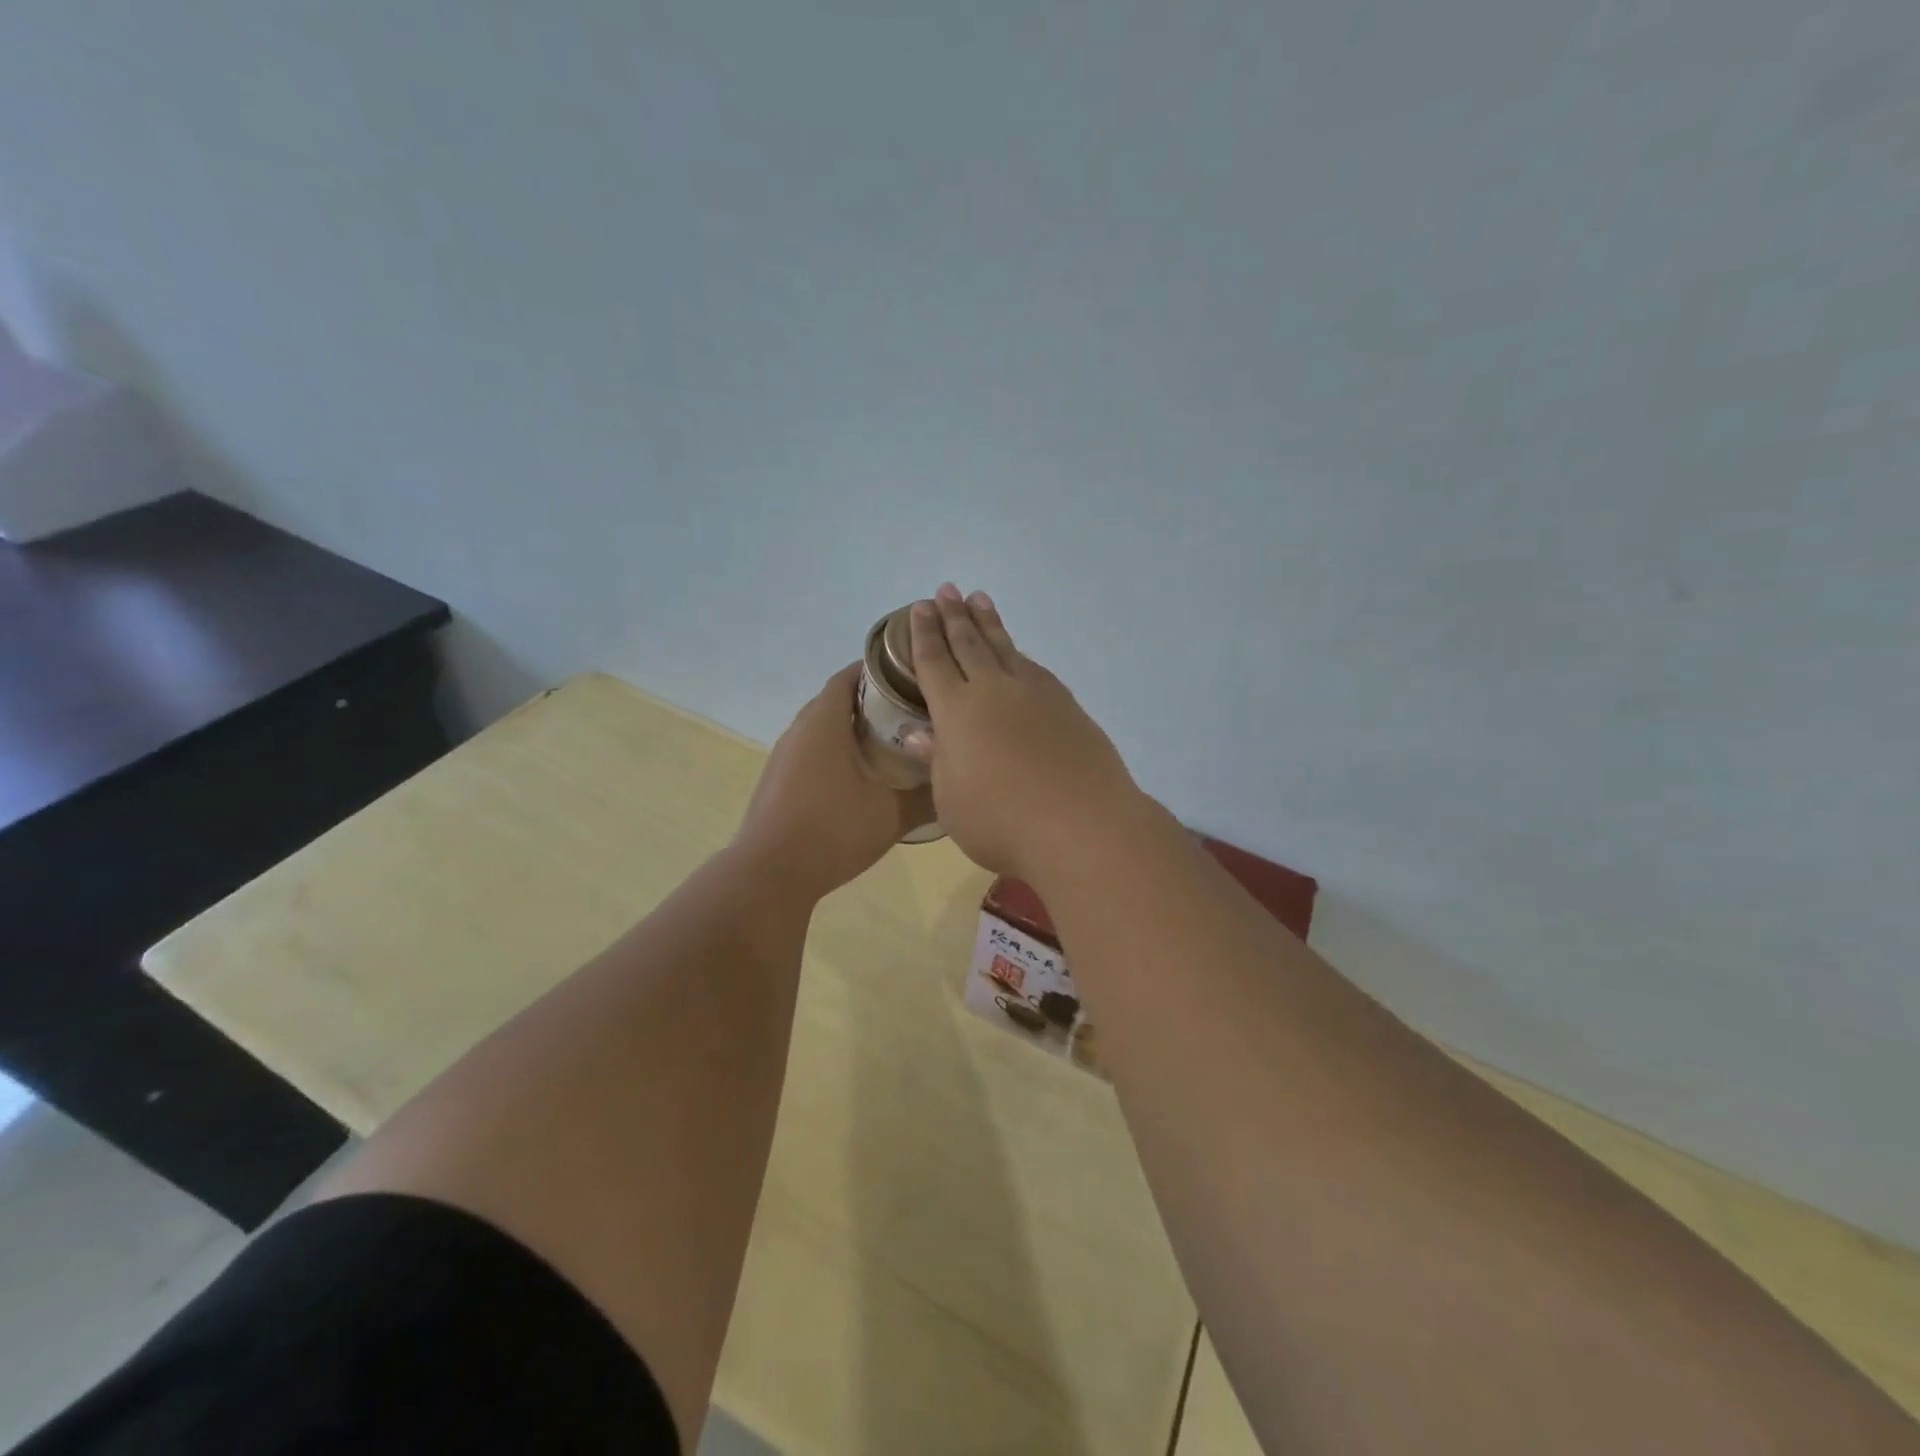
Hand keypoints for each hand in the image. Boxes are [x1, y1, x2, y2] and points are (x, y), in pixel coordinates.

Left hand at [733, 663, 934, 900]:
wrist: (770, 874)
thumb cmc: (833, 831)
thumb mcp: (891, 814)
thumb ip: (927, 795)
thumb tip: (955, 782)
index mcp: (824, 721)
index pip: (850, 675)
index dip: (881, 669)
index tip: (913, 676)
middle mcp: (799, 729)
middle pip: (838, 699)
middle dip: (873, 700)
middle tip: (912, 711)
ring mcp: (784, 756)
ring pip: (824, 727)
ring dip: (854, 728)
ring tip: (893, 742)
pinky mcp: (778, 780)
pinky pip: (813, 751)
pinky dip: (837, 751)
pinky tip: (861, 776)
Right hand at [905, 584, 1144, 880]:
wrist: (1082, 825)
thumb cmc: (1002, 821)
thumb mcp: (952, 800)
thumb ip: (937, 760)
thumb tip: (920, 732)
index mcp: (957, 711)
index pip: (934, 663)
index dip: (924, 635)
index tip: (920, 608)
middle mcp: (994, 691)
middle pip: (969, 644)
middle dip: (954, 616)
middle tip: (946, 590)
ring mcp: (1035, 694)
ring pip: (1005, 648)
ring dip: (989, 623)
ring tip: (979, 600)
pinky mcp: (1066, 705)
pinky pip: (1033, 668)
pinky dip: (1019, 653)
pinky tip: (1018, 653)